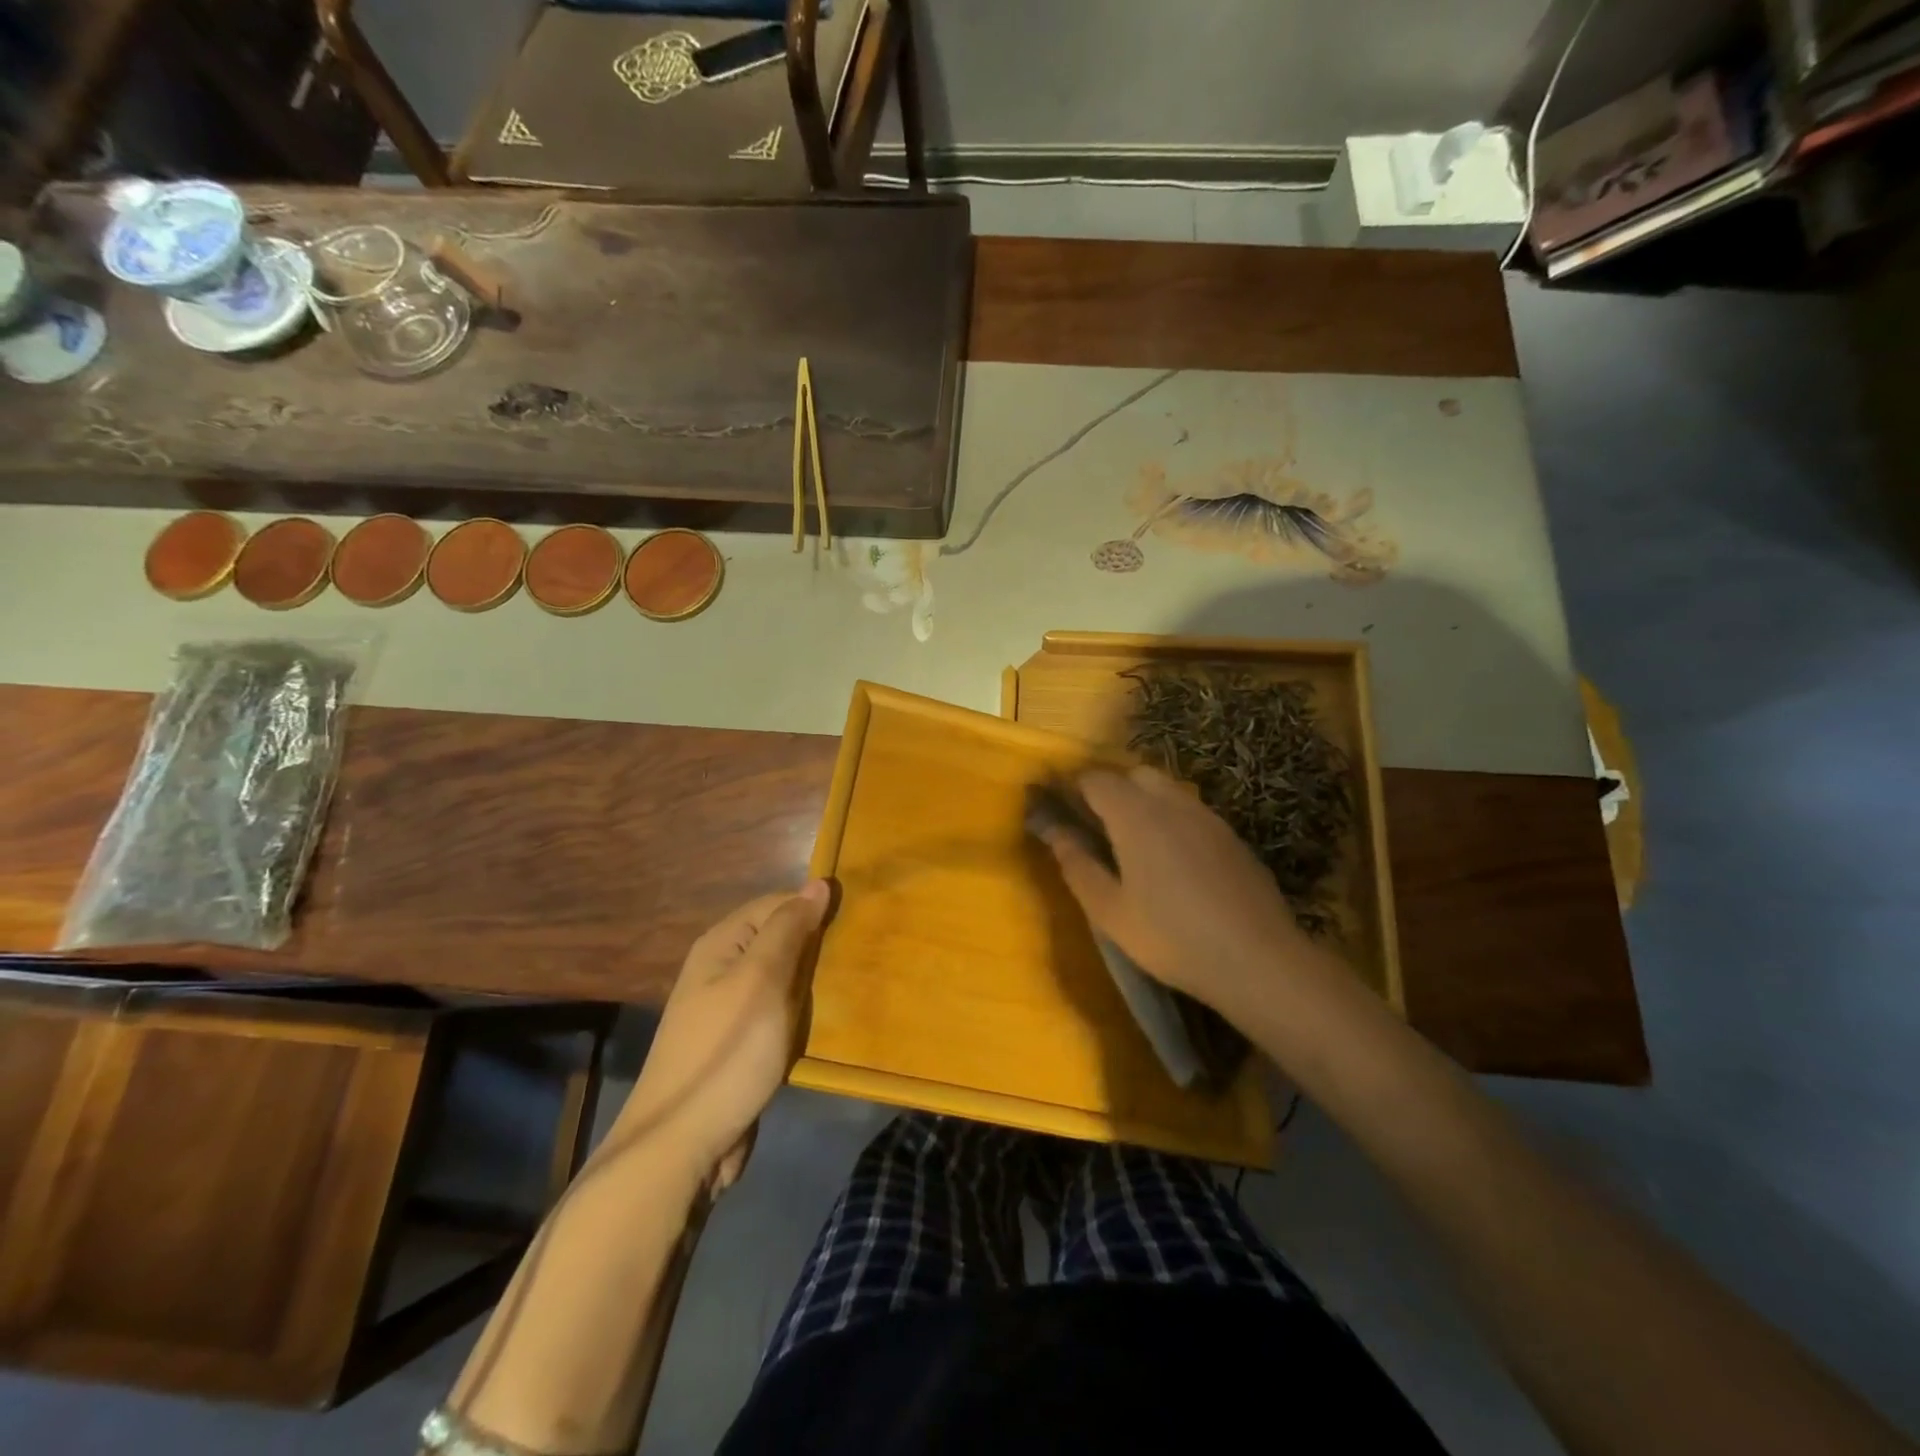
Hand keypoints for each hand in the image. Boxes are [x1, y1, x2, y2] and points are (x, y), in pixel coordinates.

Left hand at [619, 882, 830, 1191]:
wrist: (680, 1145)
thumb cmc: (726, 1053)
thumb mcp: (762, 981)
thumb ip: (789, 929)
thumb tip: (817, 883)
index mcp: (722, 944)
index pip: (777, 903)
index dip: (814, 909)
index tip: (856, 922)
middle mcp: (721, 969)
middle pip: (779, 940)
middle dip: (816, 947)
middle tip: (861, 957)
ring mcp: (728, 1010)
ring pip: (782, 980)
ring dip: (812, 984)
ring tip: (853, 986)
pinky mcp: (738, 1045)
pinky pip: (778, 1015)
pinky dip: (801, 1015)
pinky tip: (825, 1023)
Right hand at [1041, 766, 1325, 1027]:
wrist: (1258, 959)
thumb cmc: (1171, 937)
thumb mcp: (1110, 912)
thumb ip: (1077, 866)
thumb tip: (1055, 833)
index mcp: (1136, 815)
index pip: (1095, 779)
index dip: (1073, 790)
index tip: (1062, 814)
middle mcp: (1172, 803)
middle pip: (1134, 775)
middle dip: (1111, 791)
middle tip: (1097, 831)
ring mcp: (1208, 817)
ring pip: (1166, 791)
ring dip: (1143, 804)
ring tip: (1134, 848)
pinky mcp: (1231, 836)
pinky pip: (1191, 813)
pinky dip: (1172, 821)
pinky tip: (1173, 865)